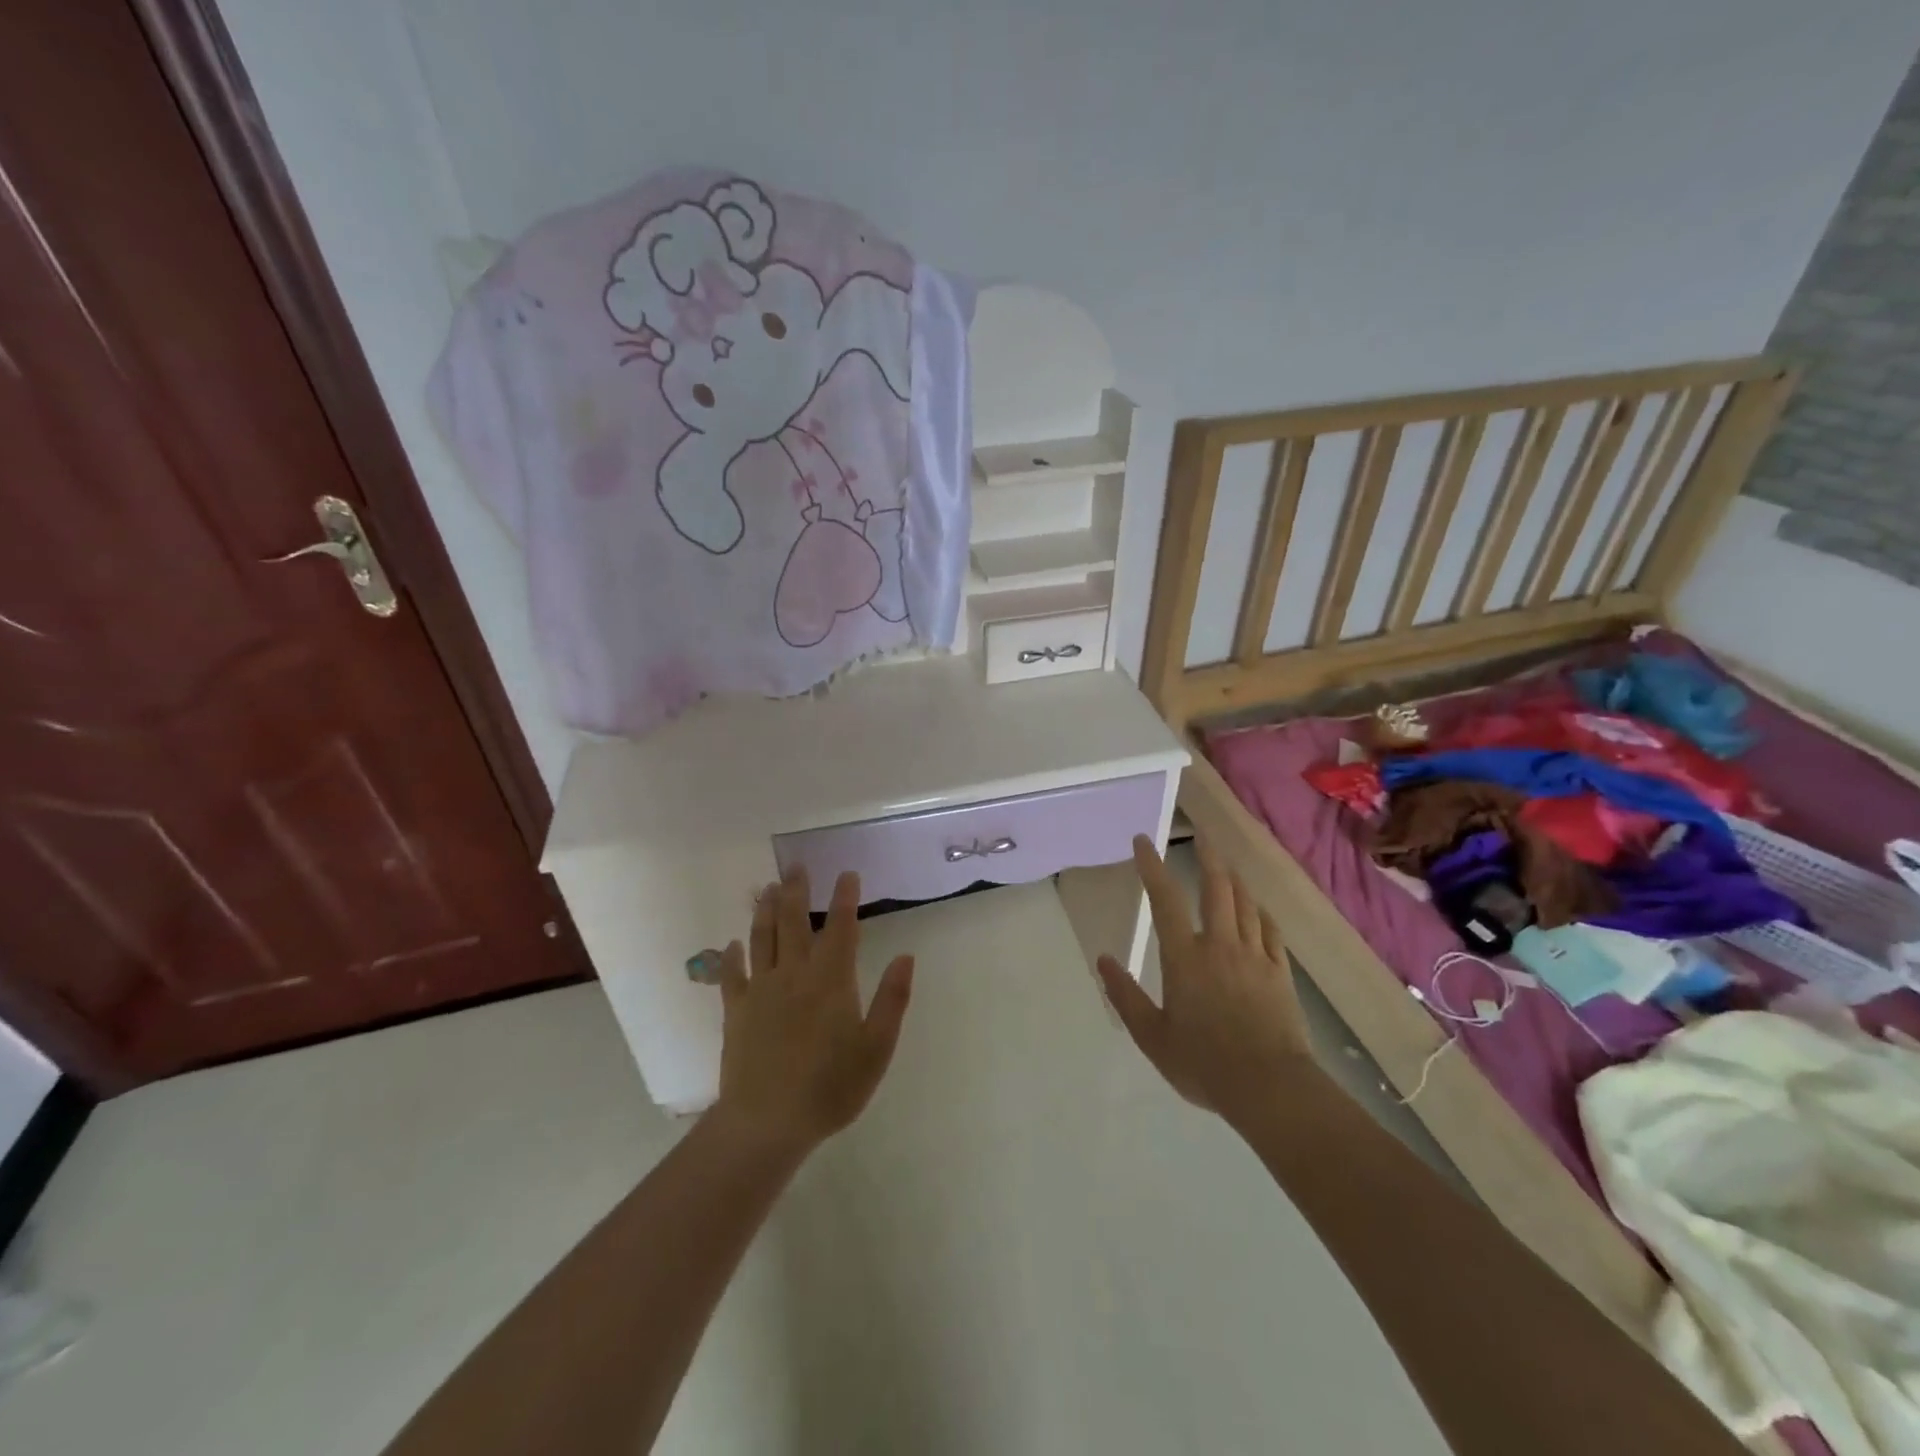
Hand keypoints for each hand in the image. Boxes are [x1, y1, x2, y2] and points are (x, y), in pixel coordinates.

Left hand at [710, 867, 913, 1158]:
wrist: (768, 1122)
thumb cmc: (831, 1087)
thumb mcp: (876, 1048)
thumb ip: (892, 999)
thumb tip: (905, 956)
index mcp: (831, 980)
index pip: (840, 928)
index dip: (845, 898)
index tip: (846, 873)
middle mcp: (794, 975)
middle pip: (793, 922)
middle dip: (795, 890)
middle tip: (796, 866)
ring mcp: (760, 991)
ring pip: (761, 939)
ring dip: (764, 910)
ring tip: (766, 888)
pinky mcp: (736, 1012)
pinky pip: (732, 976)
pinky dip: (731, 956)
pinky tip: (732, 944)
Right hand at [1096, 836, 1314, 1130]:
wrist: (1269, 1087)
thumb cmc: (1203, 1063)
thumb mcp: (1152, 1036)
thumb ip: (1125, 995)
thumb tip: (1104, 959)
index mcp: (1185, 957)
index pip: (1165, 900)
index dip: (1153, 866)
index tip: (1143, 841)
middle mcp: (1220, 945)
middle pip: (1216, 888)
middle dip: (1207, 857)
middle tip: (1201, 836)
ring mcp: (1255, 956)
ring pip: (1245, 904)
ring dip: (1234, 879)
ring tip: (1226, 864)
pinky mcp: (1280, 972)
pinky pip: (1271, 931)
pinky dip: (1261, 912)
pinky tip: (1258, 908)